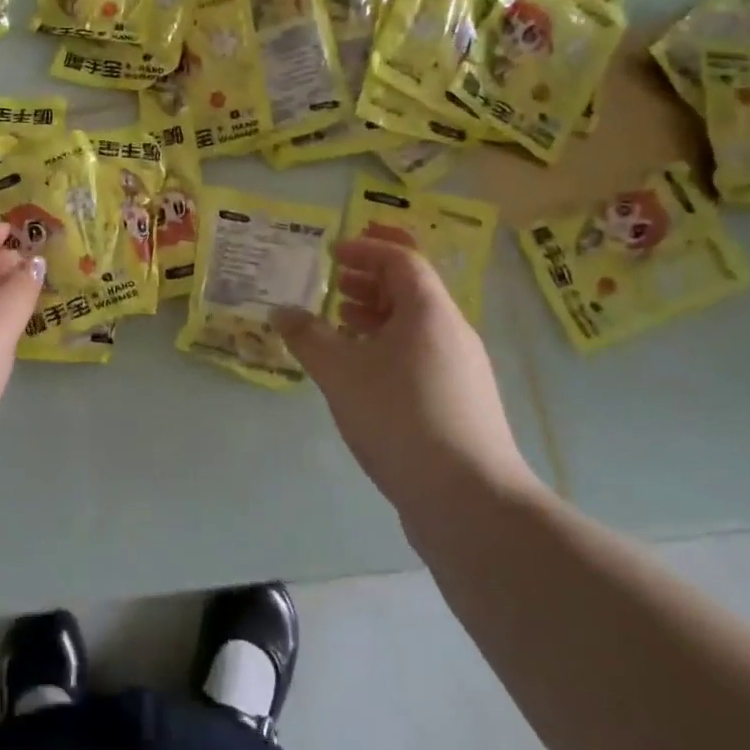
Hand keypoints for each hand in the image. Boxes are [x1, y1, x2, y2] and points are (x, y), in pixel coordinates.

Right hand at [274, 239, 535, 513]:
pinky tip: (362, 370)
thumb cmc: (400, 417)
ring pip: (416, 325)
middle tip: (333, 284)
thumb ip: (307, 336)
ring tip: (341, 323)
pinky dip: (389, 346)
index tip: (333, 252)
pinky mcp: (460, 402)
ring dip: (377, 315)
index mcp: (430, 312)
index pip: (402, 259)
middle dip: (370, 280)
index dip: (366, 249)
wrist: (469, 500)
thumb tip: (280, 311)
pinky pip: (421, 354)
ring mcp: (461, 369)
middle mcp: (452, 332)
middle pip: (412, 289)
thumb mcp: (340, 372)